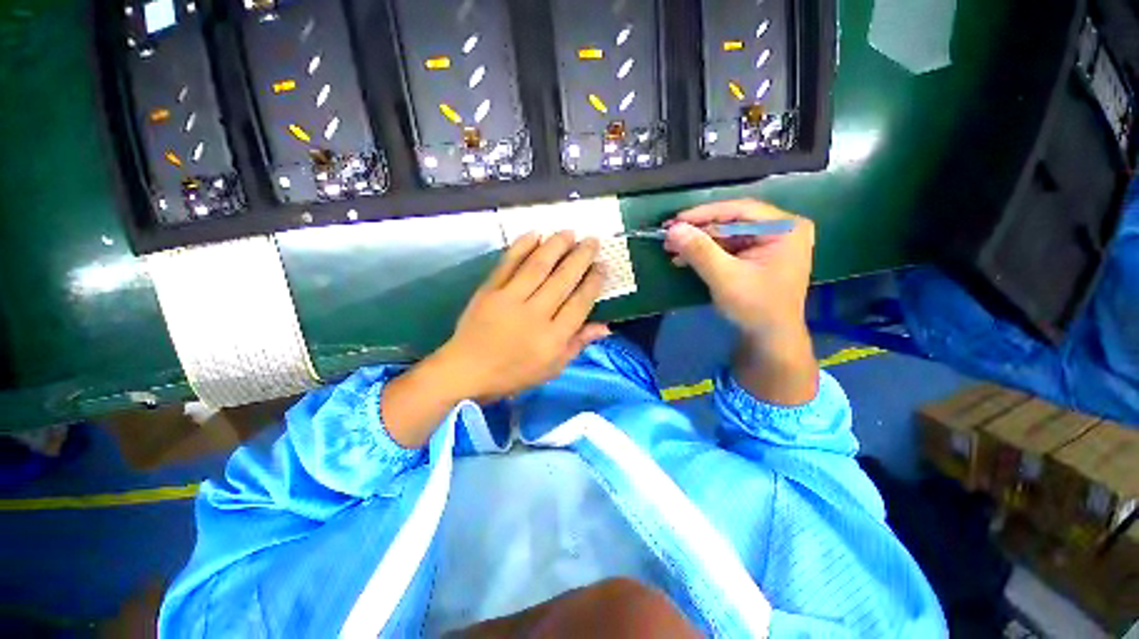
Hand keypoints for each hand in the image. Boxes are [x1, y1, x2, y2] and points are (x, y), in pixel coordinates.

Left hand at [435, 231, 609, 401]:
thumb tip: (606, 326)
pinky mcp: (489, 291)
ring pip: (538, 266)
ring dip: (556, 246)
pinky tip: (535, 233)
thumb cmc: (513, 374)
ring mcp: (509, 300)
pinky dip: (522, 246)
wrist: (466, 371)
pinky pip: (508, 264)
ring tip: (570, 232)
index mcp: (552, 339)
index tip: (603, 266)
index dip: (594, 282)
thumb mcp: (552, 368)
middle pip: (563, 280)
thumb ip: (578, 344)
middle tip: (593, 240)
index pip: (579, 303)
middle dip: (581, 257)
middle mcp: (535, 315)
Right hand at [663, 199, 813, 346]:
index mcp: (785, 228)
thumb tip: (673, 229)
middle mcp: (781, 230)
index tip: (676, 221)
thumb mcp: (725, 277)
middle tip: (669, 236)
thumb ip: (700, 251)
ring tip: (671, 249)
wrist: (770, 339)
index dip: (704, 214)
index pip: (740, 210)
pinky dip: (706, 254)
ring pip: (726, 235)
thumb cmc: (755, 308)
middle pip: (732, 222)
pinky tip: (684, 259)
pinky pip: (728, 248)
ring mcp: (770, 243)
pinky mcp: (757, 257)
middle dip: (698, 231)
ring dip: (698, 243)